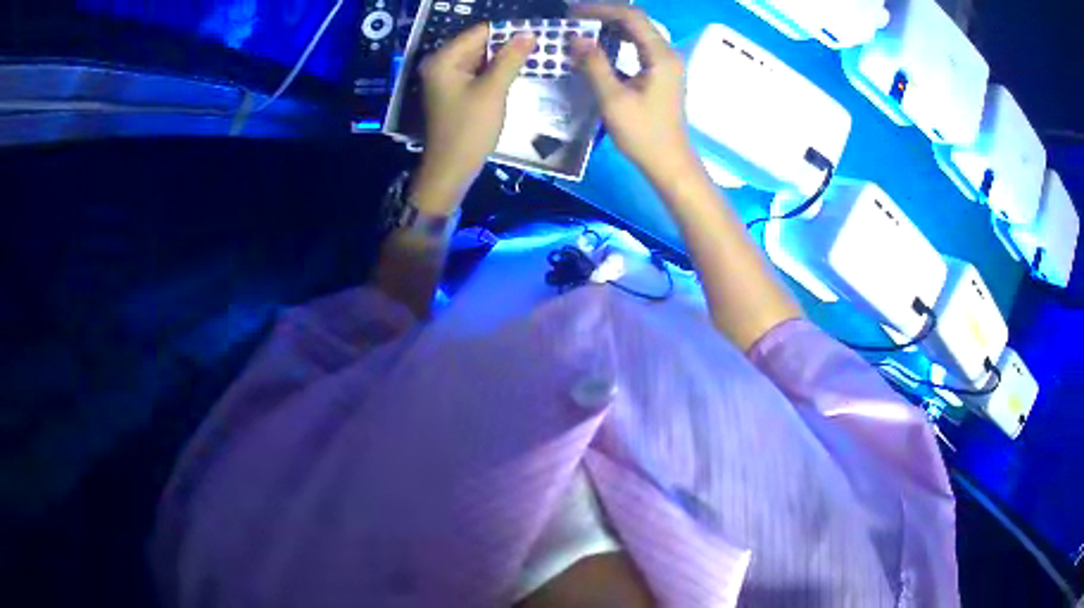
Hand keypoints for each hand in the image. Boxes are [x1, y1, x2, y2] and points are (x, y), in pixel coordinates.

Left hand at [412, 24, 535, 213]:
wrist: (451, 169)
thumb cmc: (469, 129)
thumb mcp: (493, 90)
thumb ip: (511, 59)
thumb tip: (528, 33)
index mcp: (444, 60)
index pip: (479, 32)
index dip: (508, 32)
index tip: (536, 36)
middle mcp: (441, 64)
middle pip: (479, 44)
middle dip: (507, 46)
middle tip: (538, 49)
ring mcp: (446, 79)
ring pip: (481, 59)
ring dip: (503, 61)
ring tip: (532, 61)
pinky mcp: (454, 92)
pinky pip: (478, 74)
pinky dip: (495, 74)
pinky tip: (514, 76)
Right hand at [571, 6, 697, 182]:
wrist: (669, 162)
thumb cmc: (643, 134)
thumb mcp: (613, 99)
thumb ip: (595, 64)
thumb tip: (576, 38)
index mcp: (660, 56)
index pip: (631, 17)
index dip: (600, 10)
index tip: (572, 13)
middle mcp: (667, 54)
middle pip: (636, 21)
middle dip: (605, 15)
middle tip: (574, 19)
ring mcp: (666, 64)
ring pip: (638, 33)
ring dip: (611, 27)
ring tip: (582, 29)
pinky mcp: (661, 74)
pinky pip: (639, 47)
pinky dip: (618, 42)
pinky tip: (599, 48)